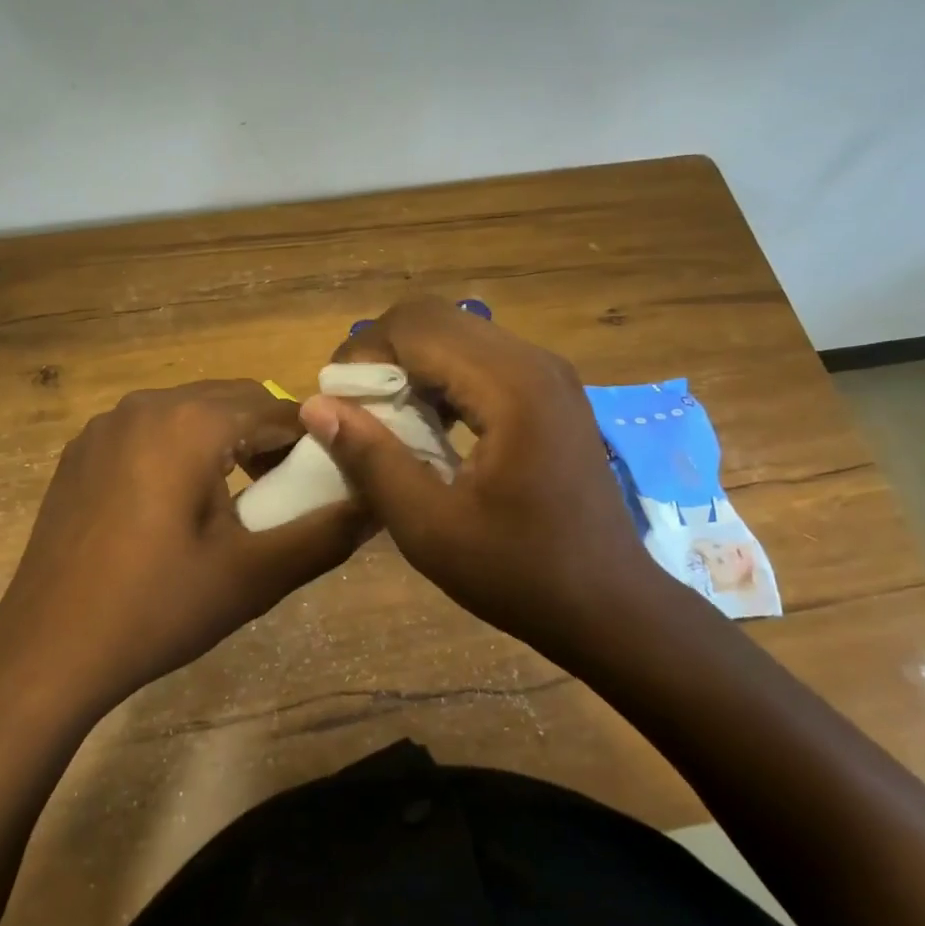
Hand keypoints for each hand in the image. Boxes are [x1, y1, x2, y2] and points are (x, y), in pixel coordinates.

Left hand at [0, 380, 364, 715]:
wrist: (48, 651)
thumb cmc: (159, 607)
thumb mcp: (256, 574)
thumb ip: (328, 532)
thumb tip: (380, 501)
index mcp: (192, 421)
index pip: (279, 409)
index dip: (314, 442)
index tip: (330, 482)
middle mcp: (147, 404)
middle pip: (233, 402)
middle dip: (269, 439)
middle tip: (284, 496)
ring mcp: (106, 425)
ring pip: (191, 413)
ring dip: (225, 442)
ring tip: (237, 502)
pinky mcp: (81, 452)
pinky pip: (150, 432)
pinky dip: (181, 451)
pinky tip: (176, 508)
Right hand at [298, 298, 660, 660]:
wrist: (609, 605)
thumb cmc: (519, 574)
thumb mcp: (429, 528)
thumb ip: (371, 459)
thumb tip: (315, 405)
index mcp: (511, 386)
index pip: (416, 326)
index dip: (363, 354)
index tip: (336, 403)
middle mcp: (535, 362)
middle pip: (436, 320)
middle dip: (383, 354)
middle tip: (355, 410)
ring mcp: (550, 374)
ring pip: (458, 335)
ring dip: (412, 366)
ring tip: (386, 420)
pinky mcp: (552, 392)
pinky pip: (483, 360)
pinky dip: (443, 380)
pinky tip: (431, 427)